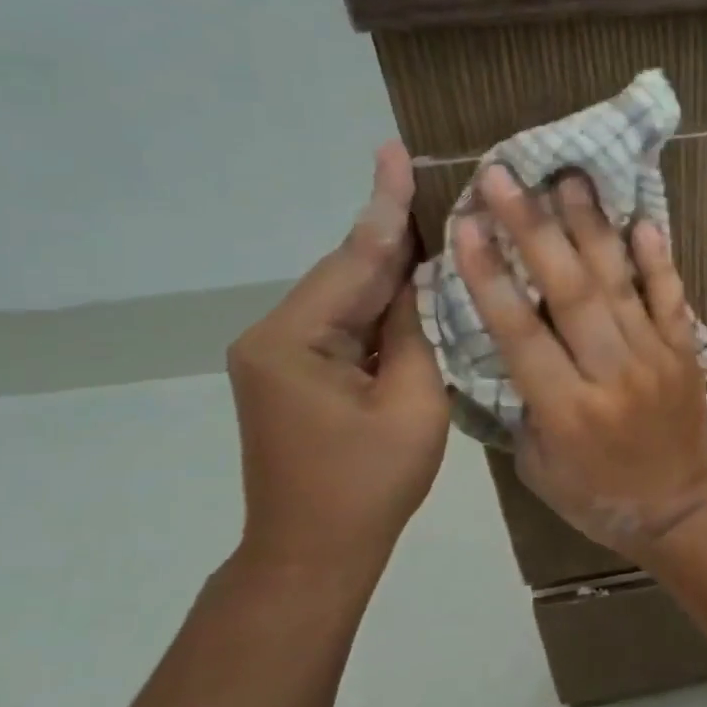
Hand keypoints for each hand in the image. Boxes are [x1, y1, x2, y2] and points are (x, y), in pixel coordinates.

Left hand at [226, 143, 447, 584]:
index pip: (353, 261)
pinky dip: (379, 306)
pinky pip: (343, 326)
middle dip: (390, 232)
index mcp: (294, 341)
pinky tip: (411, 285)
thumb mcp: (412, 404)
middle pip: (346, 274)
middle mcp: (273, 336)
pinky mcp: (293, 374)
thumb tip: (419, 282)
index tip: (395, 152)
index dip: (384, 208)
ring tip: (433, 224)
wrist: (313, 554)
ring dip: (389, 269)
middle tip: (427, 181)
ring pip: (345, 299)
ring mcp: (279, 356)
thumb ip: (415, 333)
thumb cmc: (368, 485)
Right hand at [453, 164, 706, 562]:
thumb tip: (512, 341)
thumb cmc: (597, 496)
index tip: (466, 224)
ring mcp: (655, 357)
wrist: (680, 510)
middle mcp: (612, 374)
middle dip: (533, 229)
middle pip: (570, 293)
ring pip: (619, 284)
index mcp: (567, 409)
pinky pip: (672, 298)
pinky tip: (642, 220)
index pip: (521, 332)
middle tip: (504, 176)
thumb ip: (522, 403)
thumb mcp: (537, 465)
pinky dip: (658, 260)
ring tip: (568, 178)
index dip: (492, 276)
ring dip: (591, 228)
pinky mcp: (686, 352)